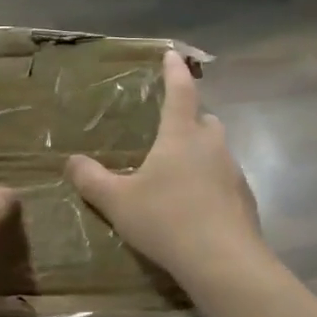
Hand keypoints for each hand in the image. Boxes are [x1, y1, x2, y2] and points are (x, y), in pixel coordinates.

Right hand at [65, 51, 264, 289]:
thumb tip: (71, 162)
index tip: (172, 55)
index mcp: (182, 136)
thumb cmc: (167, 220)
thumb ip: (92, 181)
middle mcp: (212, 146)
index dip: (174, 71)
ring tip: (178, 175)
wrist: (223, 262)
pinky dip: (211, 184)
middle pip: (205, 120)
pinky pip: (225, 181)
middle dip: (190, 119)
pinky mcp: (245, 200)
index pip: (180, 92)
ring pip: (217, 151)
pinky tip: (196, 208)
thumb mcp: (118, 202)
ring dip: (201, 154)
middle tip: (170, 130)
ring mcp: (234, 173)